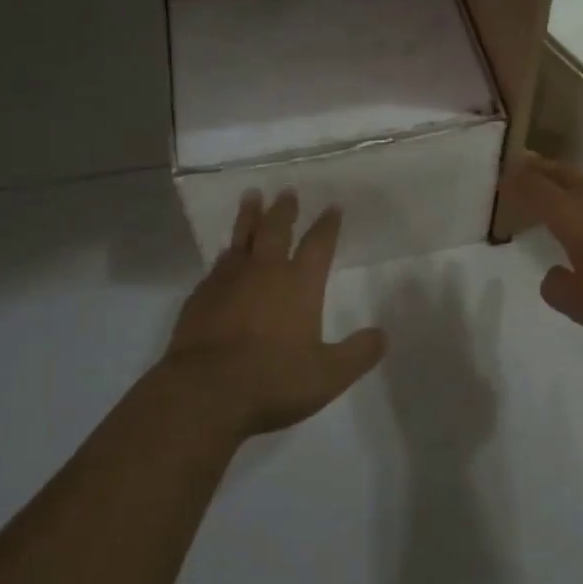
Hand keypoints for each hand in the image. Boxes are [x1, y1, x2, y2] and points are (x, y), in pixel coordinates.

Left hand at [157, 190, 387, 436]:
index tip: (333, 207)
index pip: (319, 244)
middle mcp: (264, 272)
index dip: (328, 225)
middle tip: (287, 191)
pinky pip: (217, 265)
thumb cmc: (273, 380)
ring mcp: (228, 281)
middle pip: (276, 229)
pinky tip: (224, 254)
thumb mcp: (329, 375)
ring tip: (252, 197)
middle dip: (284, 210)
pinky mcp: (200, 296)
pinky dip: (225, 254)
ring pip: (241, 238)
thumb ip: (358, 353)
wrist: (204, 392)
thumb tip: (382, 335)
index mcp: (299, 284)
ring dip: (249, 216)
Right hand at [508, 153, 582, 329]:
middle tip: (524, 164)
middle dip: (539, 168)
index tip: (504, 179)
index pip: (534, 188)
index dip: (517, 182)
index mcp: (569, 213)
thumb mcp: (582, 304)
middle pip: (559, 173)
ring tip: (558, 185)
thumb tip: (554, 274)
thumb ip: (558, 289)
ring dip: (567, 179)